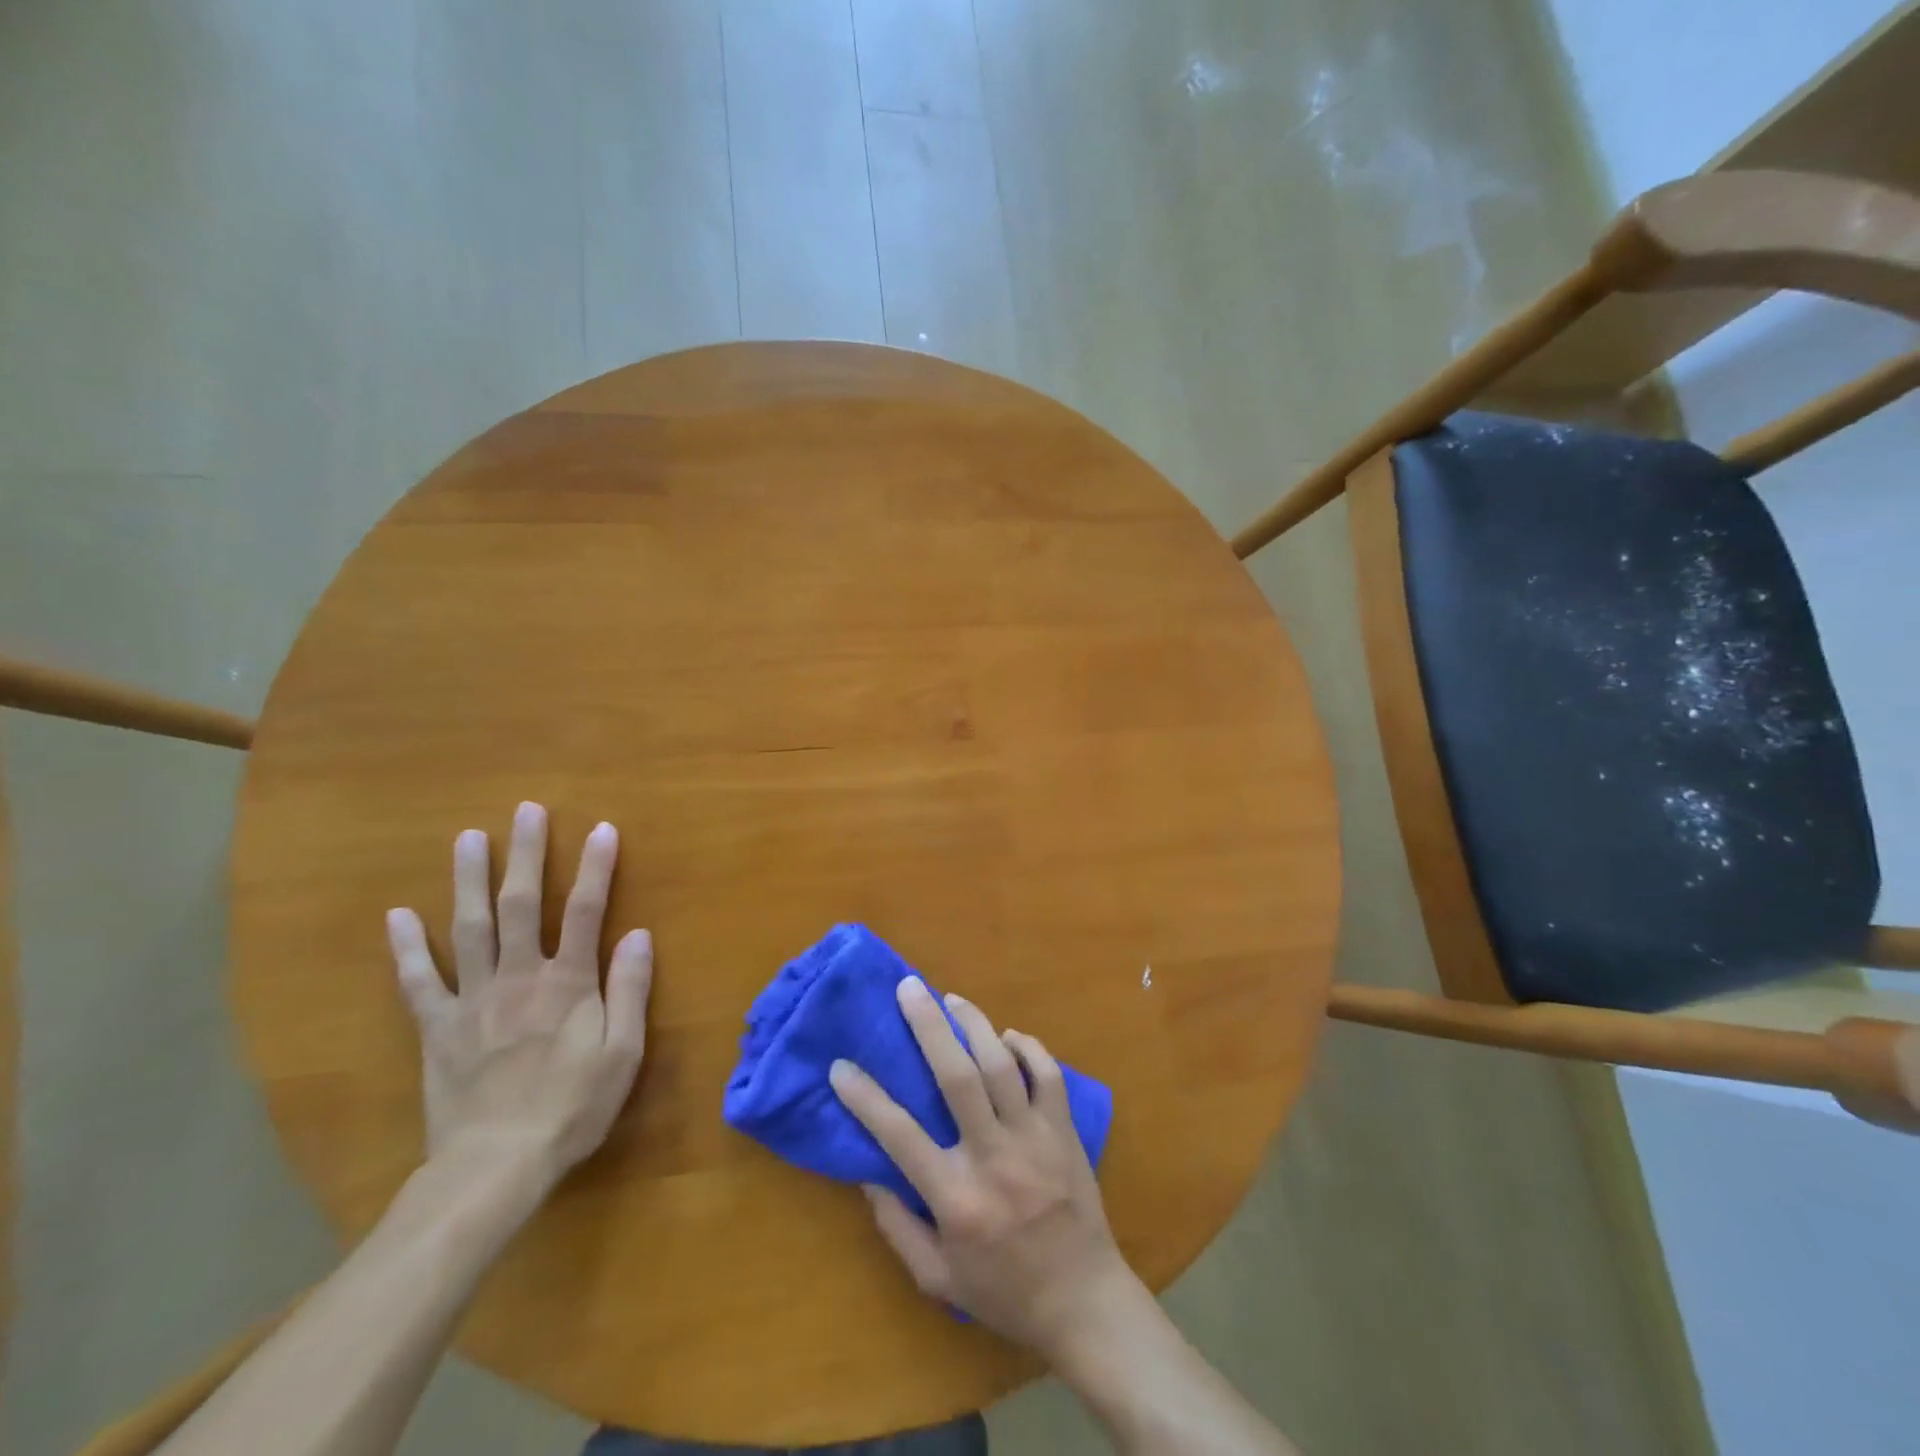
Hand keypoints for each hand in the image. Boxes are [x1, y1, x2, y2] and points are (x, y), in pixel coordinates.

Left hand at [386, 801, 652, 1190]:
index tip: (602, 828)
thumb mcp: (622, 1052)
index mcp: (567, 983)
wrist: (495, 1166)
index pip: (585, 911)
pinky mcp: (437, 1028)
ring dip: (469, 880)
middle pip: (520, 905)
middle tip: (526, 810)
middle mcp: (518, 977)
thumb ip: (630, 989)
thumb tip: (638, 934)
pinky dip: (407, 948)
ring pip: (469, 928)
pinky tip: (398, 915)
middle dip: (526, 854)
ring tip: (467, 837)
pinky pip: (418, 982)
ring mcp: (472, 999)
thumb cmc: (572, 1107)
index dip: (595, 867)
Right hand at [829, 978, 1139, 1360]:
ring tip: (952, 999)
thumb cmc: (1004, 1292)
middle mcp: (994, 1158)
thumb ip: (898, 1226)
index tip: (840, 1066)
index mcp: (957, 1198)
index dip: (865, 1098)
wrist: (1084, 1303)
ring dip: (975, 1024)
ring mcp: (1035, 1139)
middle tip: (909, 988)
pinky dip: (1027, 1047)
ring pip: (1003, 1065)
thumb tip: (869, 1172)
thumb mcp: (937, 1278)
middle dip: (929, 1026)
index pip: (900, 1136)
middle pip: (958, 1077)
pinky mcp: (1065, 1131)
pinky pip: (1048, 1074)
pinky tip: (1007, 1036)